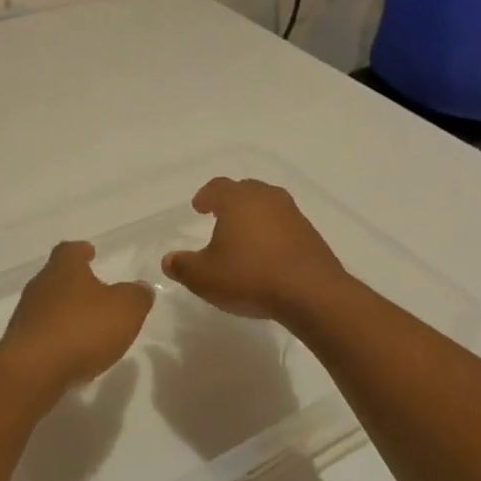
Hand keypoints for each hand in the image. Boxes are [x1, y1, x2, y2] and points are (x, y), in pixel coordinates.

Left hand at [0, 241, 153, 389]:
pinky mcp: (21, 344)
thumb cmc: (82, 328)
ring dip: (67, 313)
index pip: (69, 250)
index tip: (90, 253)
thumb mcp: (126, 308)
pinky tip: (74, 353)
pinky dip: (59, 338)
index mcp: (63, 269)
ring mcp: (26, 316)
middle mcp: (40, 286)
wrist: (33, 370)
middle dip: (76, 284)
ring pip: (49, 307)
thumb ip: (137, 295)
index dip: (81, 251)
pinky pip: (44, 334)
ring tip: (89, 327)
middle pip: (57, 277)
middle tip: (96, 293)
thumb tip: (140, 288)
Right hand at [161, 177, 347, 321]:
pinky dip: (274, 233)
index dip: (206, 195)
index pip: (217, 186)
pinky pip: (286, 225)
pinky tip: (268, 254)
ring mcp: (293, 215)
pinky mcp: (311, 235)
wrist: (311, 293)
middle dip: (231, 200)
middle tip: (220, 215)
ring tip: (245, 236)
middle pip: (246, 190)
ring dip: (255, 216)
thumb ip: (183, 266)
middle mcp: (266, 198)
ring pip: (269, 205)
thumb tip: (168, 260)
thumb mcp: (204, 277)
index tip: (199, 207)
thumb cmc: (250, 276)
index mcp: (238, 200)